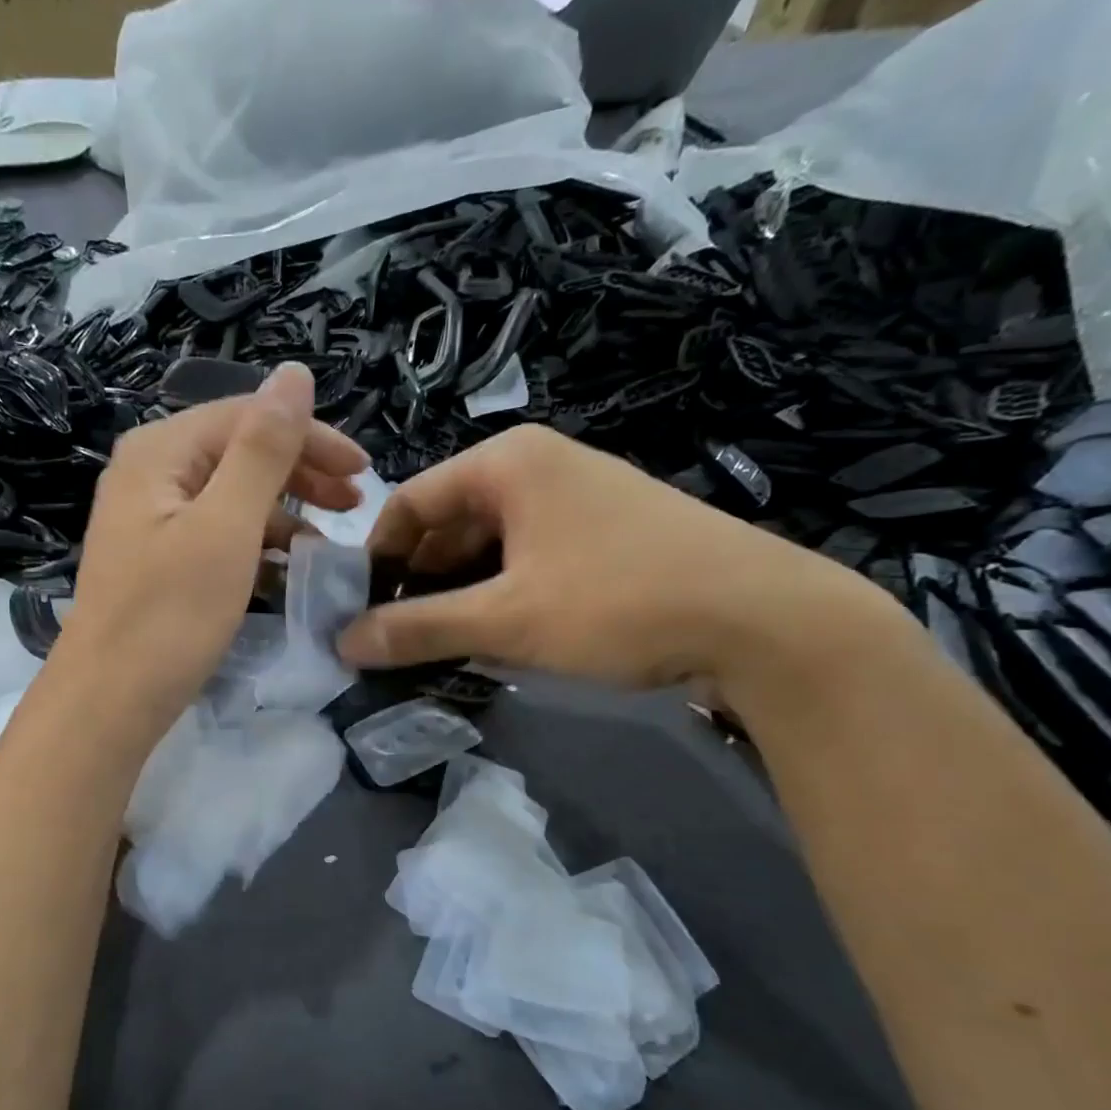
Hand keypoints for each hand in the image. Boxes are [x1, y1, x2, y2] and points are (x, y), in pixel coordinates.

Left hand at [59, 362, 367, 730]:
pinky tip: (285, 569)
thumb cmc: (169, 616)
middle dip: (301, 473)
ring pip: (229, 497)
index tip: (364, 474)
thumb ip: (262, 450)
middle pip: (237, 452)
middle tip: (354, 505)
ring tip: (328, 544)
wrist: (108, 703)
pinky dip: (255, 546)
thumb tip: (294, 373)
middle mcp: (148, 474)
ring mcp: (148, 520)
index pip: (247, 417)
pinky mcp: (156, 562)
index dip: (311, 438)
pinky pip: (216, 535)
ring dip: (283, 513)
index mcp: (159, 452)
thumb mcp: (226, 527)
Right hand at [336, 424, 897, 698]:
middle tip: (398, 638)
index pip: (410, 501)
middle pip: (449, 523)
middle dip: (419, 581)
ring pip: (489, 545)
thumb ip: (417, 629)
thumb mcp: (506, 620)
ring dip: (460, 594)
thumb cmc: (619, 603)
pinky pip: (528, 558)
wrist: (766, 621)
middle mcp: (540, 466)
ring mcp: (578, 497)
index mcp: (507, 462)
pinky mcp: (606, 532)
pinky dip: (502, 594)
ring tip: (443, 646)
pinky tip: (500, 637)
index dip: (376, 557)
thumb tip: (343, 643)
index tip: (358, 611)